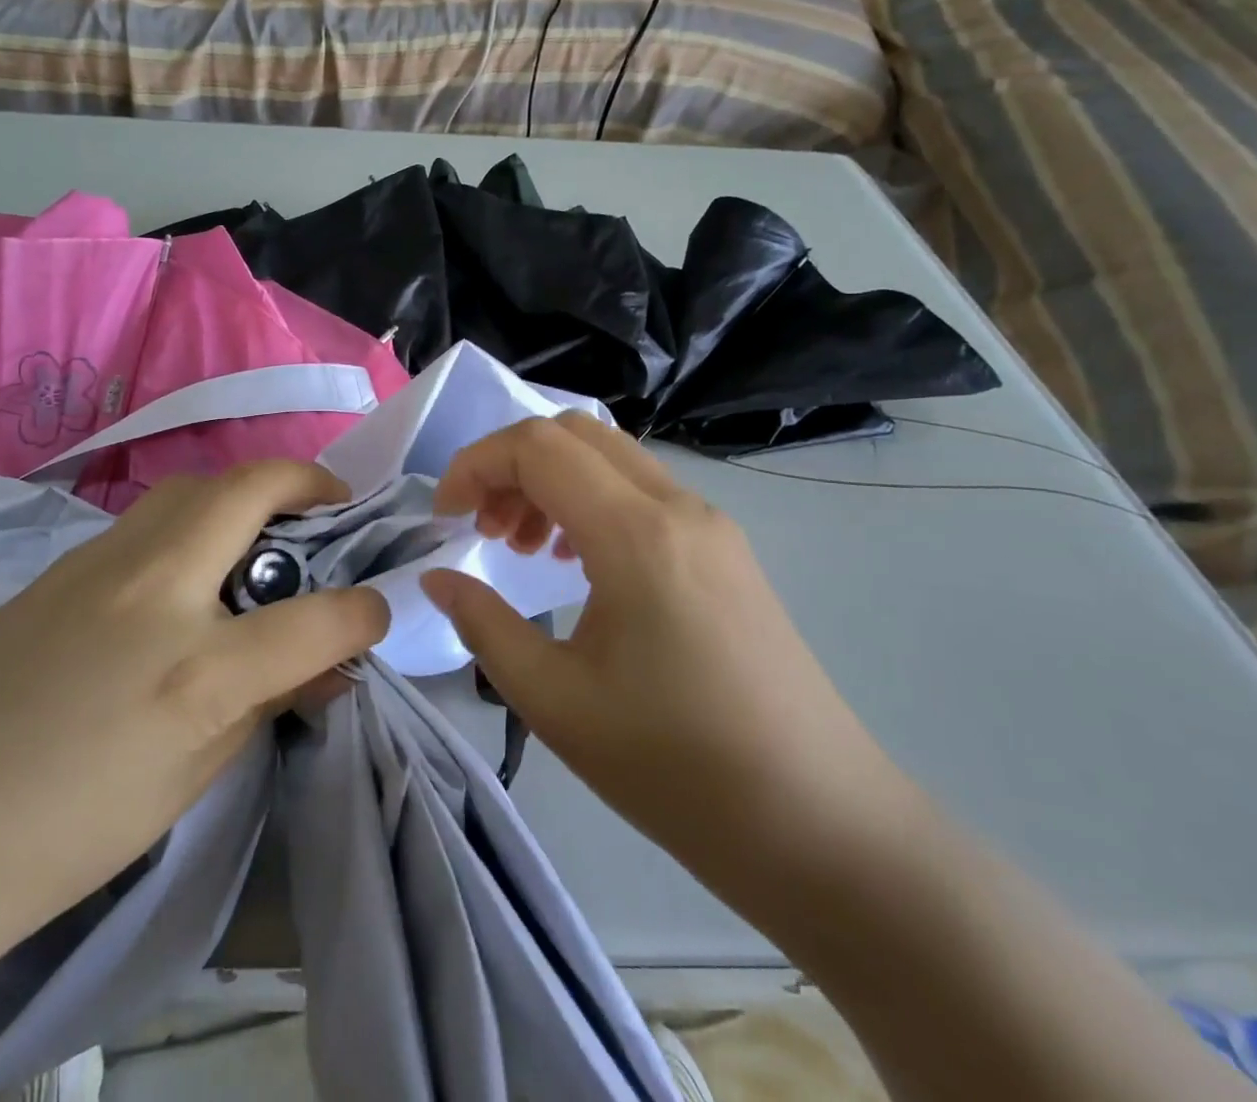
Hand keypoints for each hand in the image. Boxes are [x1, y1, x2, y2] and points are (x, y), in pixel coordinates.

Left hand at [0, 461, 387, 1014]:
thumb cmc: (58, 836)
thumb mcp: (188, 782)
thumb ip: (264, 707)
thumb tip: (322, 667)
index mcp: (195, 668)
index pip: (317, 617)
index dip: (364, 612)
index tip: (377, 612)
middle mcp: (153, 589)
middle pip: (248, 489)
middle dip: (307, 483)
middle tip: (331, 508)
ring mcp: (97, 564)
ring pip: (191, 487)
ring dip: (243, 492)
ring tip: (262, 531)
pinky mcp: (57, 566)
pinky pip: (146, 519)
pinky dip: (191, 520)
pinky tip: (186, 570)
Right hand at [420, 413, 904, 900]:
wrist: (819, 824)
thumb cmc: (675, 767)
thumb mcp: (555, 700)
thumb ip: (483, 624)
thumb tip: (437, 579)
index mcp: (635, 533)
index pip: (537, 447)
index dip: (476, 465)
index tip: (446, 518)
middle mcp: (677, 507)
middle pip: (574, 432)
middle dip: (510, 465)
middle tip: (484, 529)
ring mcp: (710, 524)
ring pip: (611, 457)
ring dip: (551, 481)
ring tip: (524, 549)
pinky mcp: (726, 550)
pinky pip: (643, 491)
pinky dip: (591, 501)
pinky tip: (578, 564)